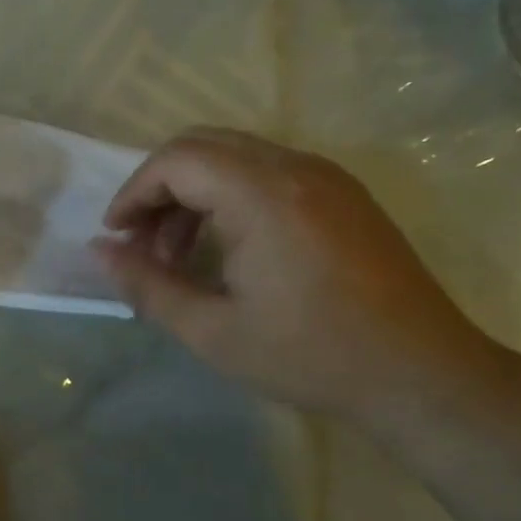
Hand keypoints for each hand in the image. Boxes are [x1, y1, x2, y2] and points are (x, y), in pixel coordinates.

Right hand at [94, 129, 491, 420]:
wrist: (422, 375)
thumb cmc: (311, 356)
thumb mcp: (212, 332)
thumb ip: (147, 286)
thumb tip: (98, 250)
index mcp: (262, 195)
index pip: (176, 160)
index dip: (134, 192)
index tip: (117, 237)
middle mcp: (296, 167)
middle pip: (203, 145)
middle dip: (161, 188)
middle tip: (144, 244)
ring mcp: (326, 176)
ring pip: (236, 155)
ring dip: (195, 192)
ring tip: (182, 254)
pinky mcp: (344, 194)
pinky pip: (269, 171)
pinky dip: (231, 195)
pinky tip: (230, 248)